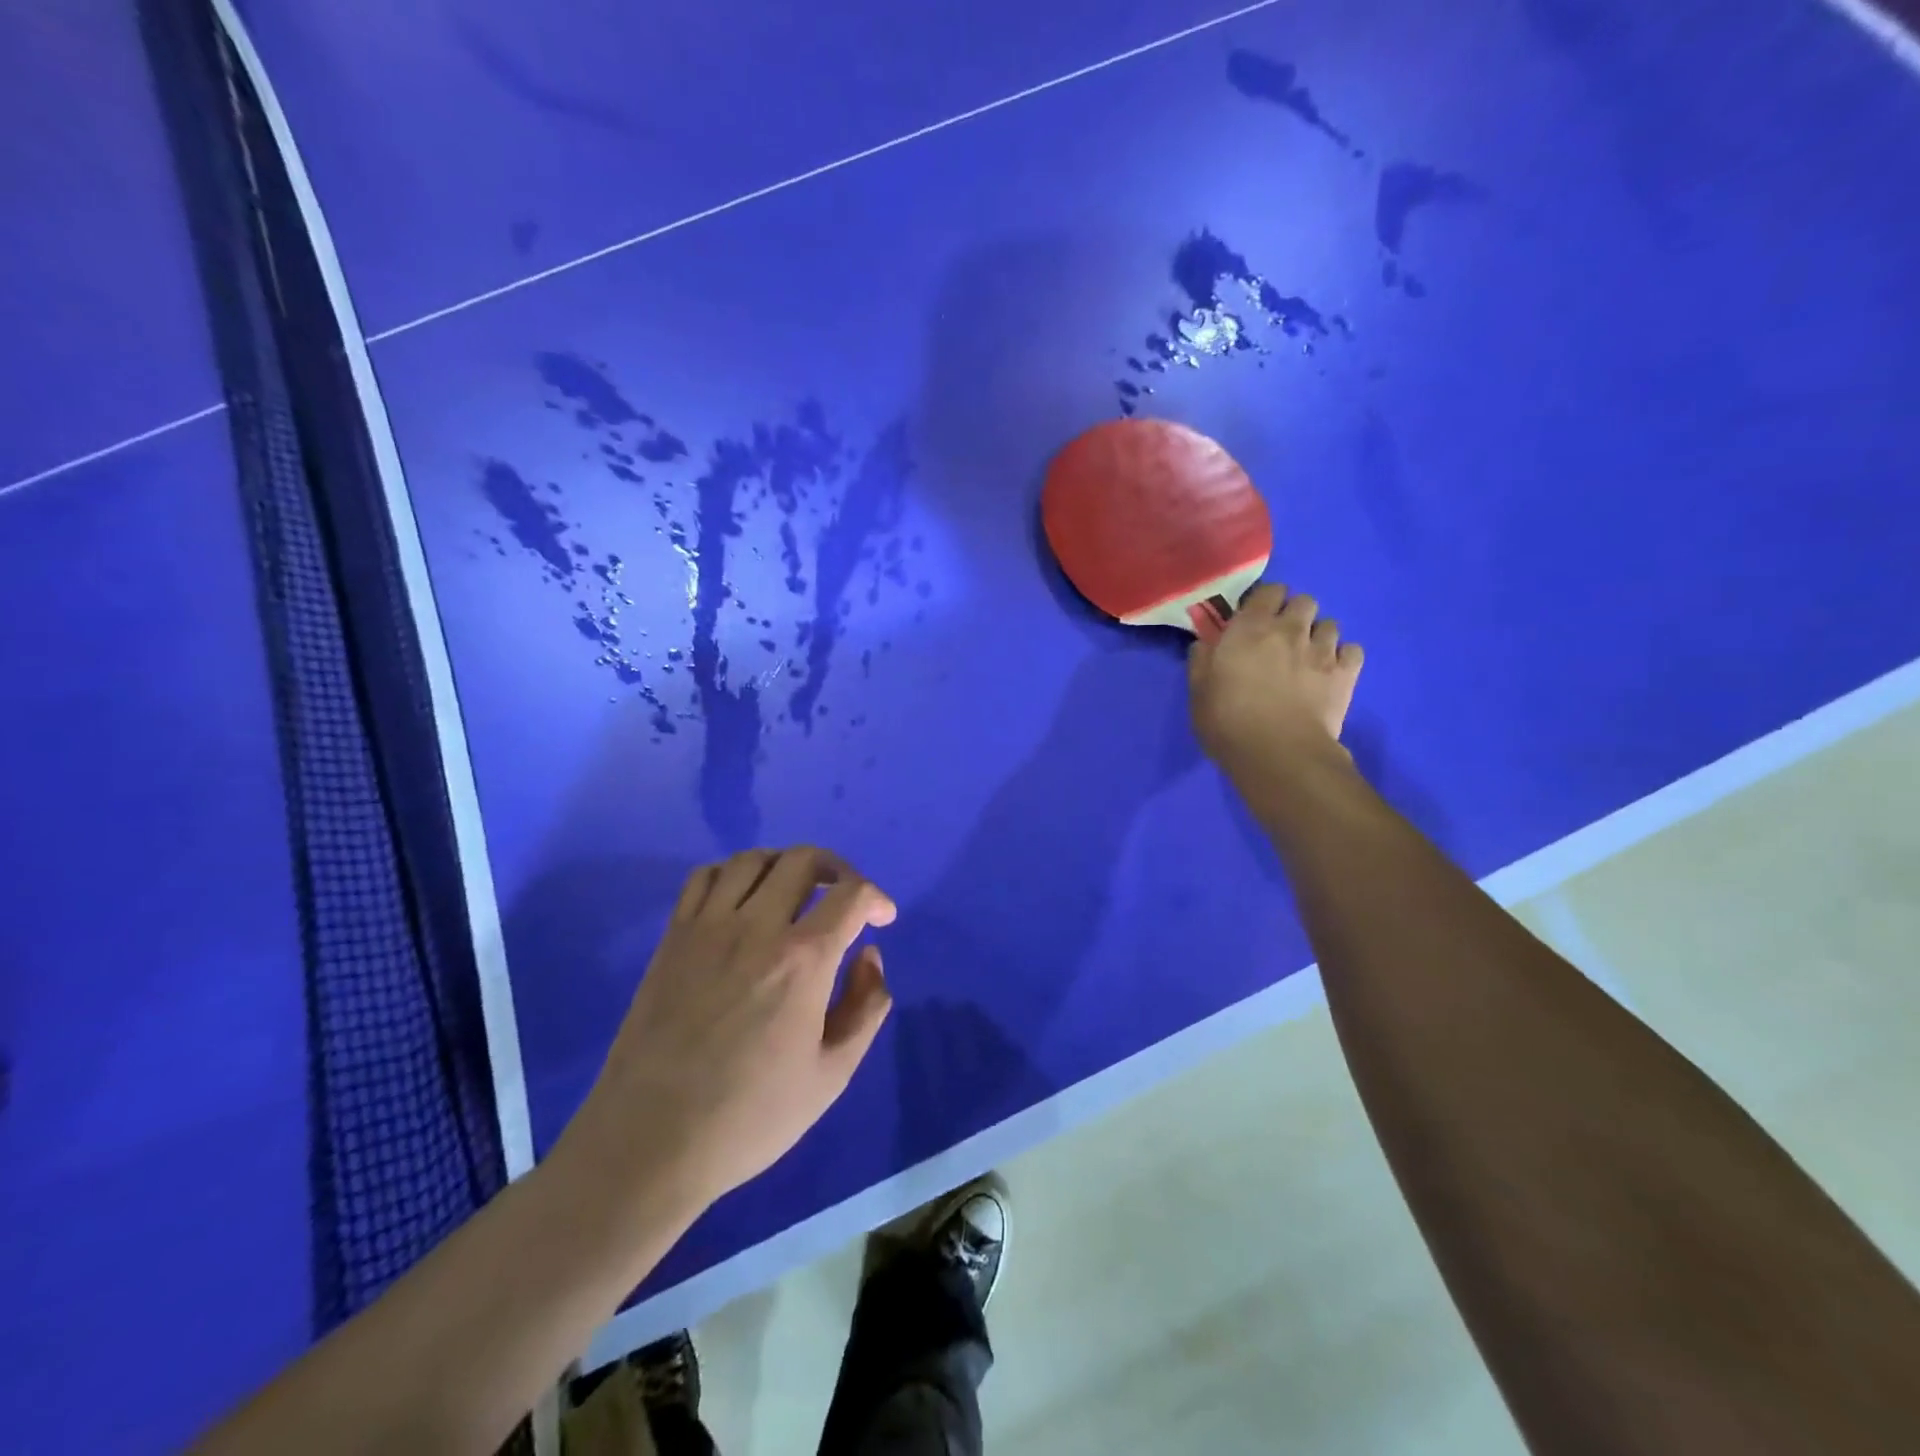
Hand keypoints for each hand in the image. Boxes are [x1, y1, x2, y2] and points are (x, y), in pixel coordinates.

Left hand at [557, 847, 895, 1216]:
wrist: (650, 1142)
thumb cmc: (750, 1117)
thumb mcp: (831, 1076)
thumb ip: (865, 1007)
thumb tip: (869, 956)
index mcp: (802, 960)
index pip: (851, 895)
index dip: (877, 899)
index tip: (883, 919)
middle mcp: (756, 927)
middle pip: (803, 860)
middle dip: (837, 869)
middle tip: (845, 897)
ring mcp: (707, 928)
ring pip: (753, 859)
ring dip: (785, 864)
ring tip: (796, 892)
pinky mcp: (673, 938)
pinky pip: (704, 877)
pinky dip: (733, 873)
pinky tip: (742, 901)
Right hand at [1188, 583, 1363, 777]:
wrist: (1278, 753)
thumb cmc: (1228, 722)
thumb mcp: (1198, 692)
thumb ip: (1201, 661)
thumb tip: (1206, 643)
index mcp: (1250, 628)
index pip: (1268, 591)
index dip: (1265, 601)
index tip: (1256, 618)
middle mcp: (1289, 629)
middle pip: (1304, 600)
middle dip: (1295, 613)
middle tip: (1283, 637)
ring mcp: (1322, 649)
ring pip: (1330, 624)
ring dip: (1318, 635)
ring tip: (1308, 656)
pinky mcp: (1345, 673)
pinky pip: (1353, 650)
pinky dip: (1343, 657)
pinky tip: (1331, 672)